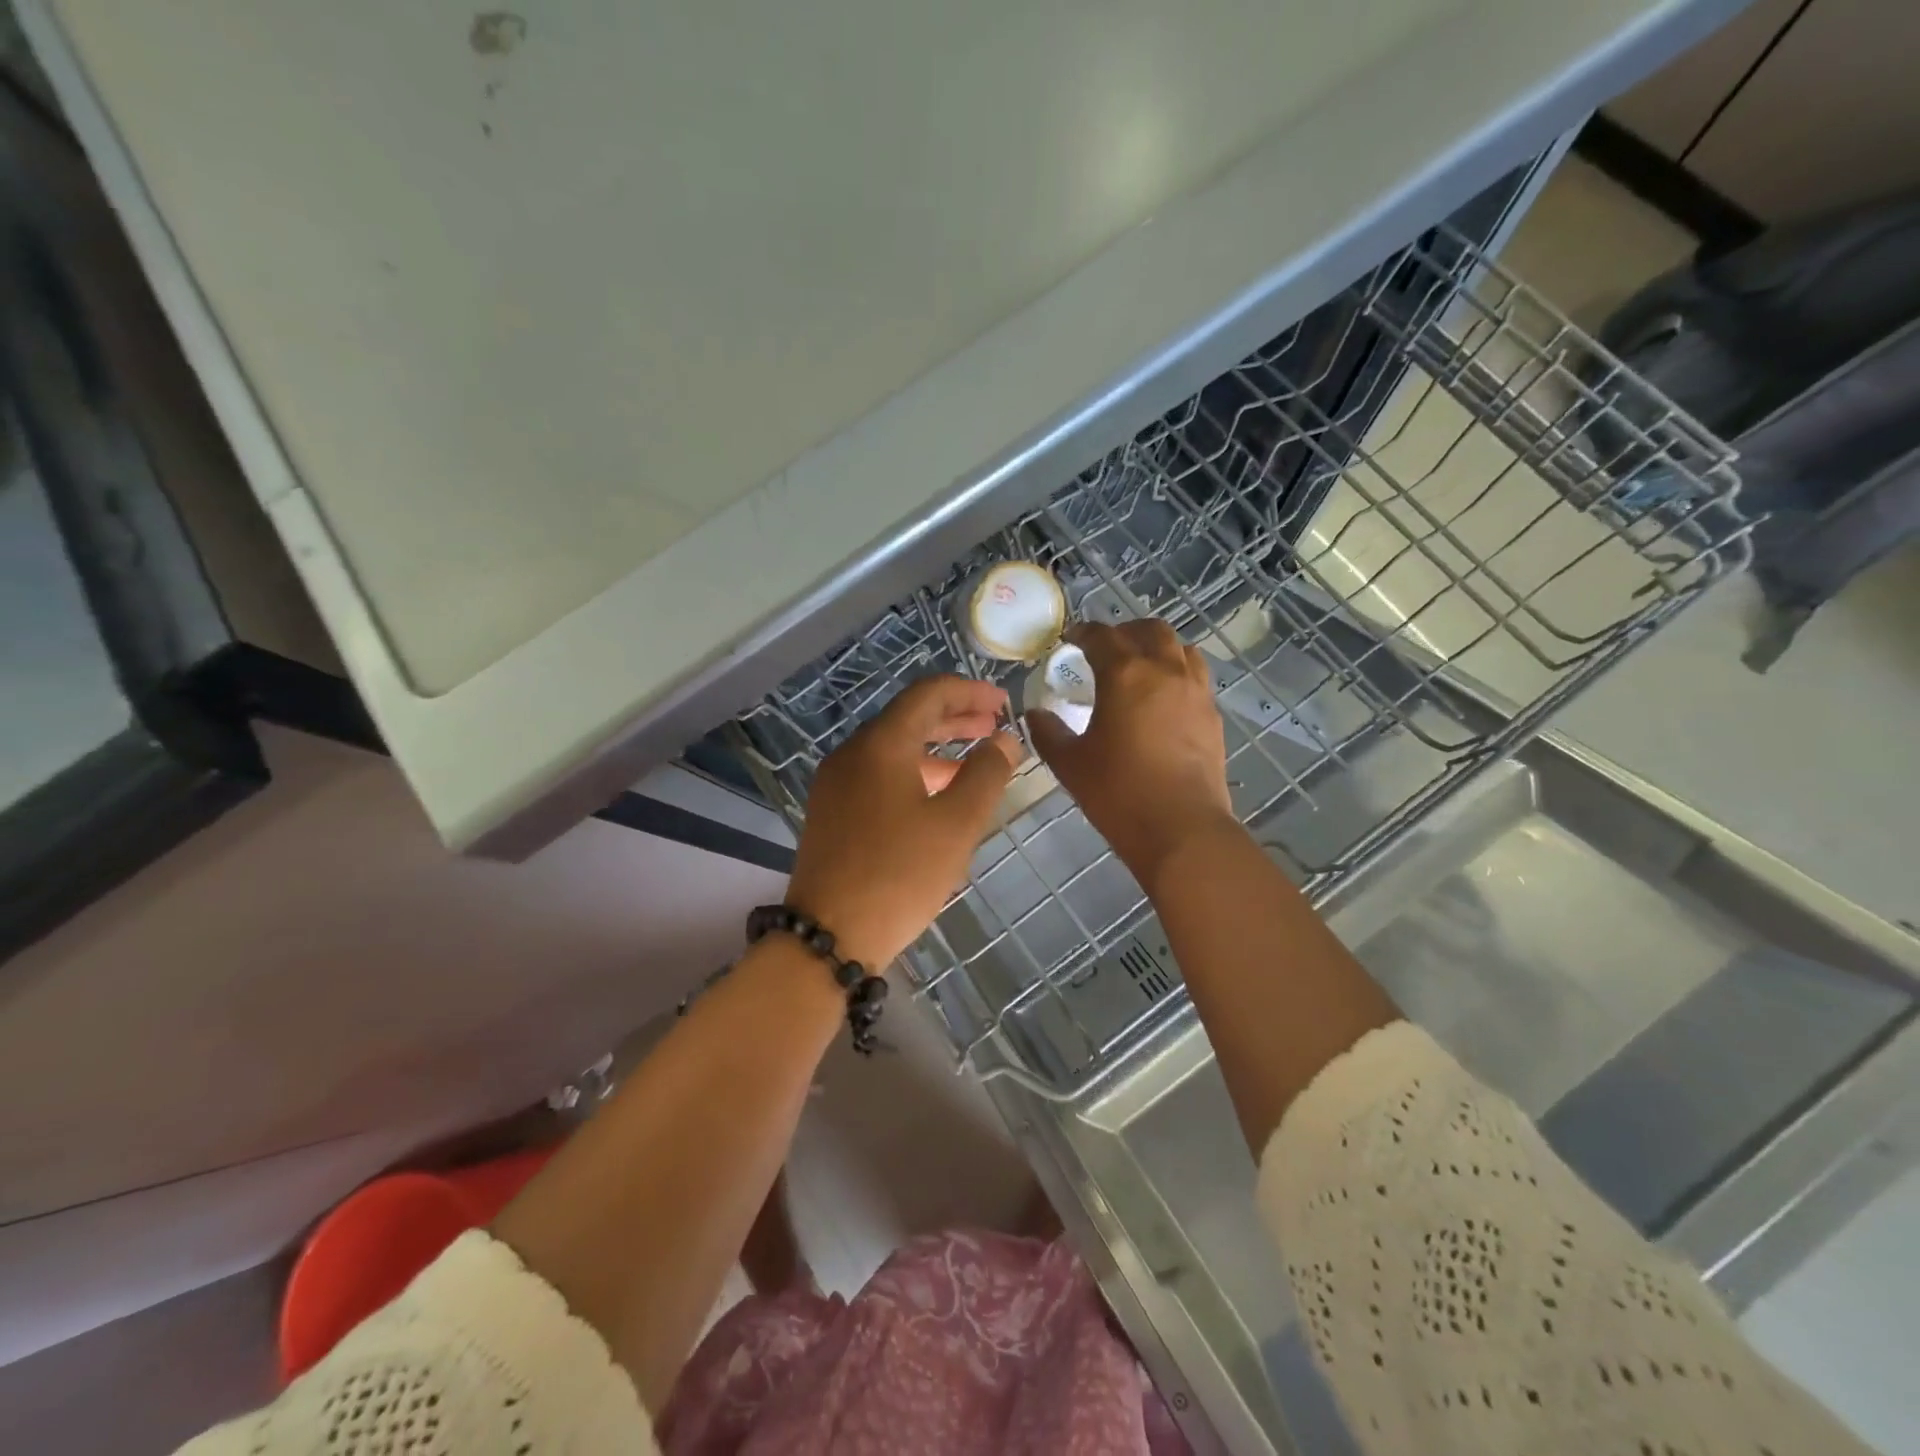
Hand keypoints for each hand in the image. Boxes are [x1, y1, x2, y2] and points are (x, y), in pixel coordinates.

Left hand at [786, 676, 1021, 968]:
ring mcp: (836, 783)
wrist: (828, 936)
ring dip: (936, 749)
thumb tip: (1004, 740)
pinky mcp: (831, 811)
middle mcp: (852, 753)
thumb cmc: (900, 874)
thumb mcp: (956, 824)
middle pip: (909, 719)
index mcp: (880, 744)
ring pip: (893, 749)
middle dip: (955, 719)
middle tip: (995, 726)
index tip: (1003, 703)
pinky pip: (878, 775)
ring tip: (976, 762)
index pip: (928, 694)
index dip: (969, 692)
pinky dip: (914, 773)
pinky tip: (938, 797)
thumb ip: (987, 774)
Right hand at [1028, 620, 1237, 890]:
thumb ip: (1048, 733)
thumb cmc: (1118, 793)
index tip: (1070, 639)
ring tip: (1142, 666)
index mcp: (1125, 674)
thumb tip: (1035, 714)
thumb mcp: (1070, 764)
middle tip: (1107, 648)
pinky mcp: (1212, 716)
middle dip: (1126, 632)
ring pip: (1181, 649)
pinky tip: (1165, 700)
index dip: (1083, 633)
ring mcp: (1195, 692)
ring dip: (1158, 648)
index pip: (1102, 637)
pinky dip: (1178, 674)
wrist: (1181, 828)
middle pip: (1150, 630)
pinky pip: (1197, 678)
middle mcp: (1165, 671)